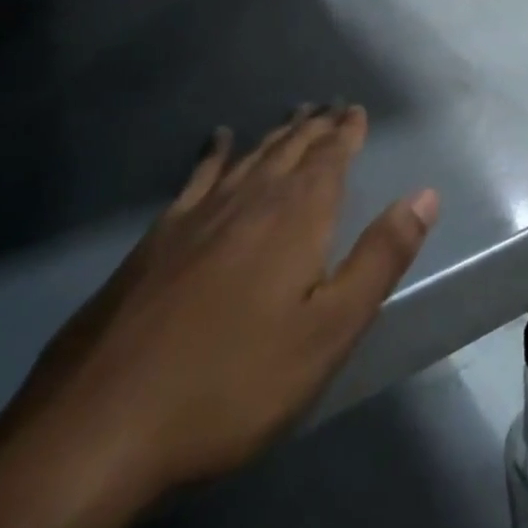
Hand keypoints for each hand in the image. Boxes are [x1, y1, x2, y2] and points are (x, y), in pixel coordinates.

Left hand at [10, 105, 438, 504]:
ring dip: (276, 135)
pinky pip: (198, 176)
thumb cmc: (233, 381)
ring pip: (250, 158)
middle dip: (315, 126)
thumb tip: (425, 195)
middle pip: (291, 150)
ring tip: (293, 115)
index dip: (346, 132)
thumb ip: (379, 257)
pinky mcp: (158, 238)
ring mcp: (198, 216)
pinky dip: (215, 153)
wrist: (101, 422)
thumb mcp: (328, 330)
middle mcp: (251, 200)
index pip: (330, 158)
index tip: (355, 109)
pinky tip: (218, 140)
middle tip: (330, 105)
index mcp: (297, 217)